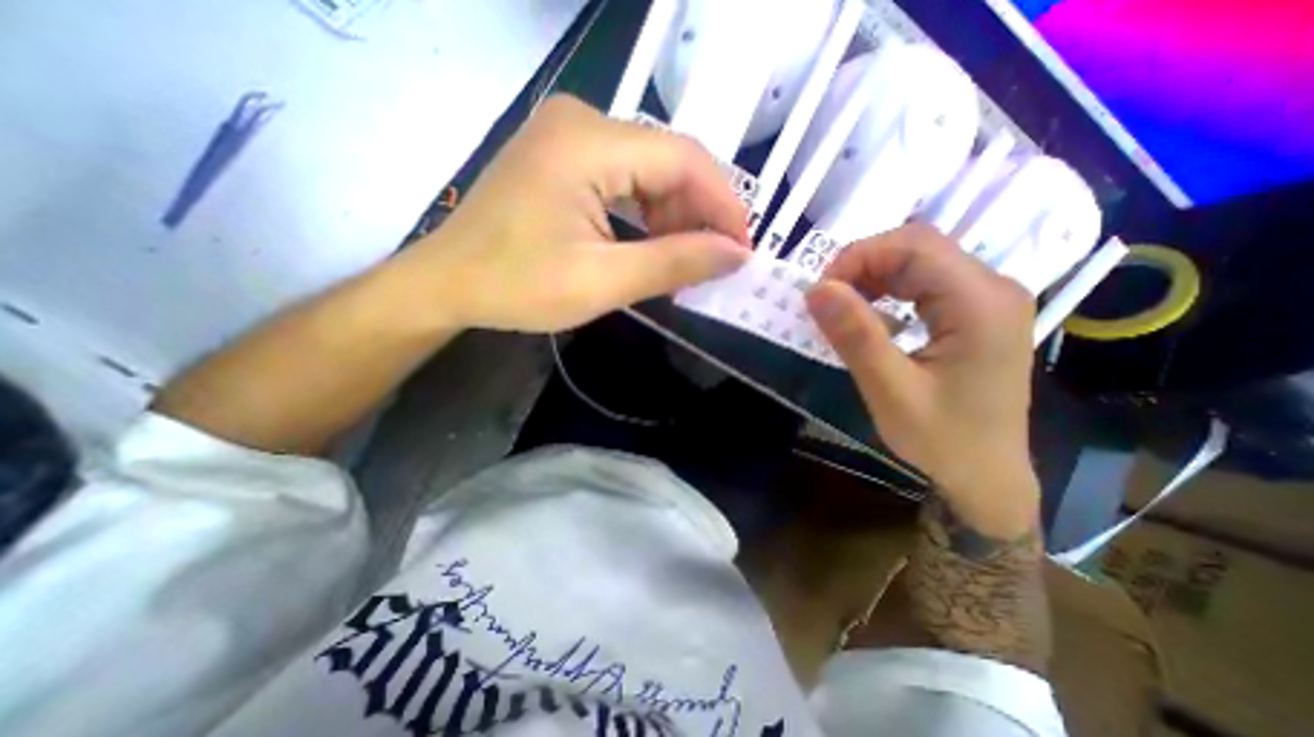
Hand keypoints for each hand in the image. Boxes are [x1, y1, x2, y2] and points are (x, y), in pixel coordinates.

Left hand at [394, 95, 748, 334]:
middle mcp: (582, 121)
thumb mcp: (603, 281)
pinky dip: (648, 214)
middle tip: (714, 262)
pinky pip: (625, 179)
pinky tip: (653, 244)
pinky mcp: (564, 158)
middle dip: (699, 214)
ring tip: (685, 260)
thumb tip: (735, 255)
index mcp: (588, 141)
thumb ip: (674, 263)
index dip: (723, 205)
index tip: (742, 250)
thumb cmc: (517, 286)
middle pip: (669, 161)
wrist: (447, 284)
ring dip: (674, 216)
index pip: (684, 160)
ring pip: (650, 170)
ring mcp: (570, 136)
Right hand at [808, 224, 1042, 535]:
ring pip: (919, 262)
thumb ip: (855, 336)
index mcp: (981, 302)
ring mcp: (986, 300)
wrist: (986, 476)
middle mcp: (991, 289)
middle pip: (918, 248)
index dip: (858, 256)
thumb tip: (816, 289)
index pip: (914, 245)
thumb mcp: (890, 391)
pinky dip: (887, 292)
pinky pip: (924, 284)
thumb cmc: (943, 439)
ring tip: (841, 309)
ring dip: (872, 278)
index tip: (820, 292)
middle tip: (826, 301)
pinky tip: (870, 318)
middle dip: (863, 266)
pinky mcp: (974, 314)